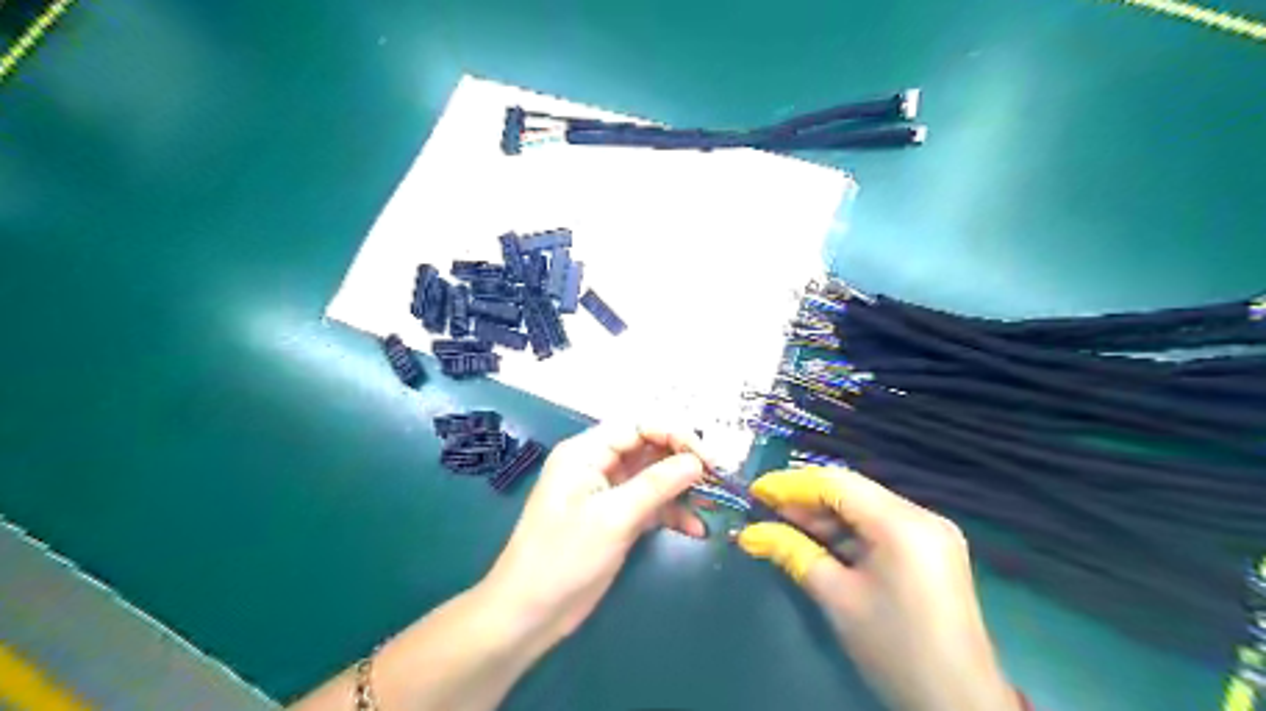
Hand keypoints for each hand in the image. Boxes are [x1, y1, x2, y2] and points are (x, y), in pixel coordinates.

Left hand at [481, 423, 709, 649]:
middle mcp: (597, 465)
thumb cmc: (565, 557)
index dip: (675, 435)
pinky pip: (649, 504)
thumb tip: (697, 461)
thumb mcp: (614, 517)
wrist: (530, 613)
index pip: (638, 426)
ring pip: (652, 477)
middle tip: (717, 479)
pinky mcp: (614, 518)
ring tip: (712, 503)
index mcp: (587, 452)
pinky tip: (695, 529)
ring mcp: (607, 492)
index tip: (707, 458)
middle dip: (683, 461)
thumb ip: (657, 484)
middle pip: (648, 449)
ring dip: (681, 489)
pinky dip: (671, 513)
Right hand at [737, 465, 1022, 709]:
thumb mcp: (837, 598)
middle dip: (806, 499)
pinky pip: (880, 524)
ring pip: (865, 506)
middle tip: (764, 508)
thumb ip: (793, 553)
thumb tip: (750, 533)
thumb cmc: (894, 650)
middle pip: (852, 491)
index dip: (792, 484)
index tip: (756, 491)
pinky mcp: (932, 547)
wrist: (959, 703)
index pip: (836, 483)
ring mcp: (931, 530)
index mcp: (902, 524)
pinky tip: (818, 538)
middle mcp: (921, 515)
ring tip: (782, 522)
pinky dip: (848, 530)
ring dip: (825, 515)